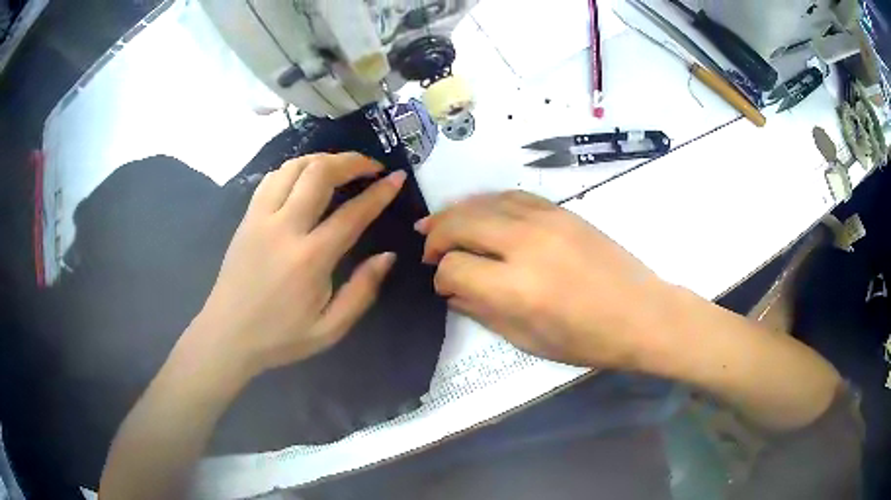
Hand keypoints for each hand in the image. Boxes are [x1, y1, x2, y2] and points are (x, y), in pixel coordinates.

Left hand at [188, 153, 405, 377]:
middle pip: (319, 173)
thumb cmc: (280, 337)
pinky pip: (272, 178)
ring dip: (323, 159)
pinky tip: (305, 178)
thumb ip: (362, 291)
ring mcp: (260, 218)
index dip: (380, 193)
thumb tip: (387, 256)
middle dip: (352, 161)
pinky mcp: (247, 218)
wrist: (227, 335)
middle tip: (372, 166)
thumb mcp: (330, 329)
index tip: (398, 178)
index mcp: (309, 259)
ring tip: (341, 167)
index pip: (352, 214)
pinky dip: (295, 169)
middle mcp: (284, 228)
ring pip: (293, 167)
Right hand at [418, 191, 673, 368]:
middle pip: (461, 224)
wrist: (642, 313)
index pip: (454, 269)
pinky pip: (511, 196)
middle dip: (436, 236)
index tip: (443, 286)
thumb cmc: (588, 340)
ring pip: (483, 202)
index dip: (441, 278)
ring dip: (455, 212)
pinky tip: (480, 213)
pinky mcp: (561, 211)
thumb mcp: (529, 339)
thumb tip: (452, 292)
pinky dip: (487, 202)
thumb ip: (483, 311)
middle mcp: (525, 245)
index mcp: (517, 288)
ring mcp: (545, 221)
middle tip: (428, 250)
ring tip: (439, 224)